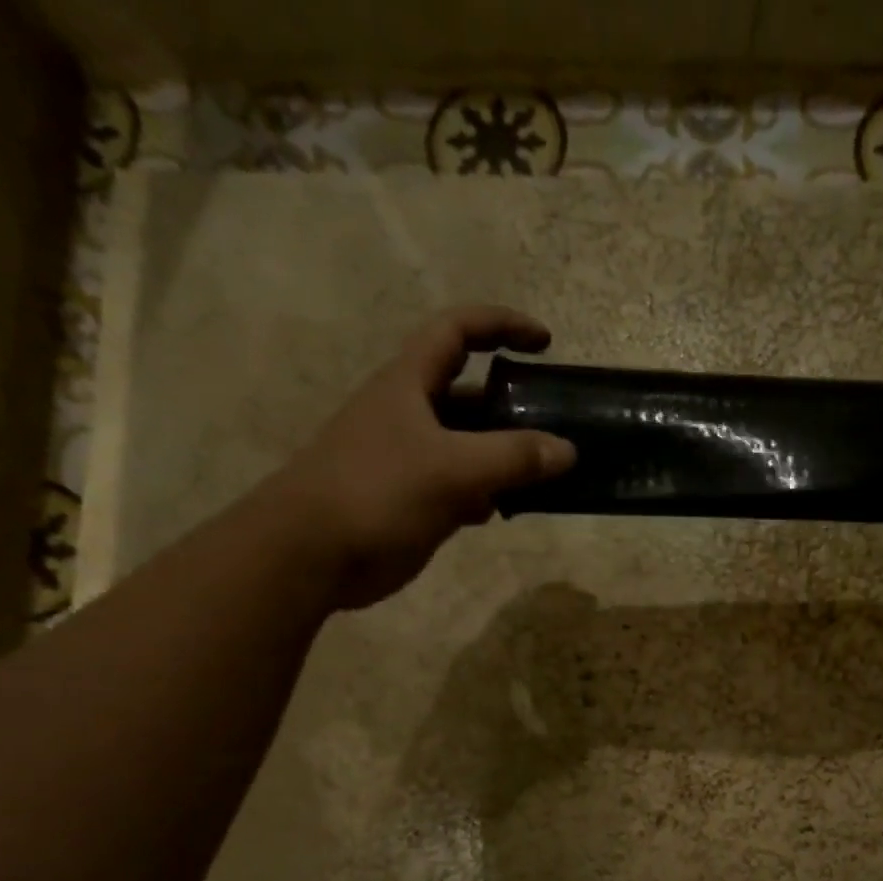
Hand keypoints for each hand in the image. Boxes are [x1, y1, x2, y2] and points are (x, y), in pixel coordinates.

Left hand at [271, 305, 575, 608]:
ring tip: (549, 473)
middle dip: (514, 404)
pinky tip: (511, 509)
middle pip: (472, 394)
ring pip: (471, 446)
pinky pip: (464, 486)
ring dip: (508, 456)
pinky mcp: (416, 500)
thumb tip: (568, 451)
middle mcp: (412, 414)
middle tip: (558, 423)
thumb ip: (513, 458)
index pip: (458, 331)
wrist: (314, 553)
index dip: (501, 325)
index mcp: (410, 384)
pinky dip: (491, 493)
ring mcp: (413, 460)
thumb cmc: (378, 492)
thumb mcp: (452, 469)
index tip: (545, 341)